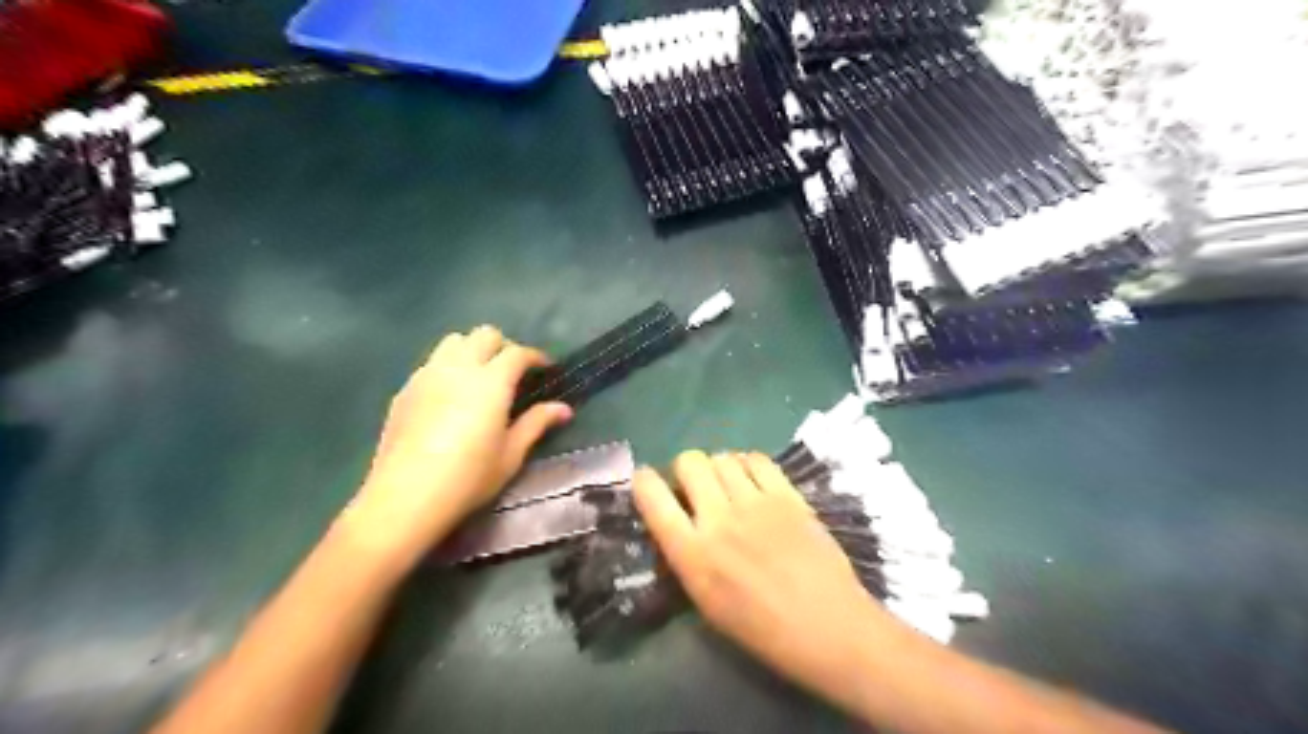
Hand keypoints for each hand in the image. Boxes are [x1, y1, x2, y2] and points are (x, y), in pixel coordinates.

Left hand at [349, 326, 570, 562]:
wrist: (405, 497)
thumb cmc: (468, 477)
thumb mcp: (511, 454)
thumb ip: (536, 424)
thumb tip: (564, 409)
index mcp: (491, 382)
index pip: (517, 353)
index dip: (535, 357)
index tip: (546, 368)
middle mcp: (459, 368)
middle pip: (484, 335)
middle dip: (504, 346)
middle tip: (513, 372)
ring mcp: (428, 375)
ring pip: (454, 341)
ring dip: (473, 349)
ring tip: (480, 375)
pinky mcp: (406, 389)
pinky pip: (432, 362)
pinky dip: (449, 365)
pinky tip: (451, 394)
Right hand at [633, 454, 899, 700]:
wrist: (828, 627)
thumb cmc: (762, 629)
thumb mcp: (706, 602)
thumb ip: (686, 554)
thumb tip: (678, 519)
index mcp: (692, 555)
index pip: (652, 497)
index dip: (644, 481)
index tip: (648, 482)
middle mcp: (719, 520)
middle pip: (689, 461)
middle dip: (686, 470)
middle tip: (697, 488)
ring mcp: (756, 503)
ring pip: (722, 456)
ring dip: (718, 468)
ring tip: (729, 486)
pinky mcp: (788, 496)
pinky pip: (757, 459)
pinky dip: (748, 465)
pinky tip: (754, 482)